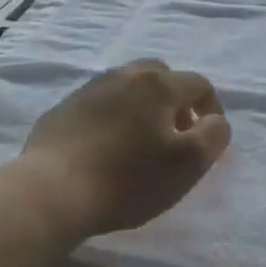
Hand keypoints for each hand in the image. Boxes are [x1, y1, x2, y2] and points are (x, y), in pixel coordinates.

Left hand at [14, 59, 230, 245]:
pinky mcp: (62, 110)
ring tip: (139, 141)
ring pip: (127, 86)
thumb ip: (213, 136)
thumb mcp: (188, 165)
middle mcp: (123, 76)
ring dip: (141, 106)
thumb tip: (214, 121)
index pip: (199, 84)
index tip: (208, 139)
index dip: (211, 109)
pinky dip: (111, 117)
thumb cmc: (128, 179)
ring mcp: (88, 90)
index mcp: (157, 85)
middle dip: (175, 100)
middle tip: (174, 134)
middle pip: (160, 75)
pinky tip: (104, 148)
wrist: (51, 191)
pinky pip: (98, 104)